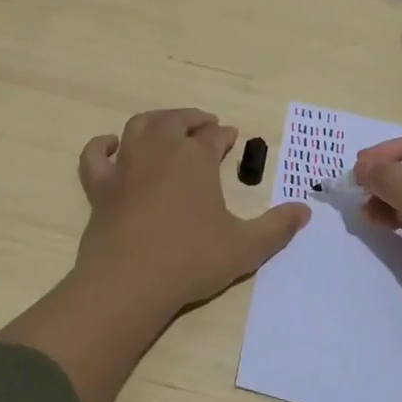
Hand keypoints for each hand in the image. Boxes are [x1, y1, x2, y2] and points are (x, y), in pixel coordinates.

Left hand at [74, 108, 310, 316]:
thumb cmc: (191, 260)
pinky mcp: (99, 186)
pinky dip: (102, 145)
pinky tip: (111, 145)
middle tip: (205, 126)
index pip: (213, 136)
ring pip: (139, 126)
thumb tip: (306, 210)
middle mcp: (160, 150)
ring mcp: (126, 166)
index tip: (231, 138)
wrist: (130, 282)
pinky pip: (95, 155)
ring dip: (157, 121)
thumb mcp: (246, 247)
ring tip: (168, 127)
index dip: (224, 135)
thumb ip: (277, 227)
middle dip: (193, 120)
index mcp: (196, 158)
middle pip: (176, 121)